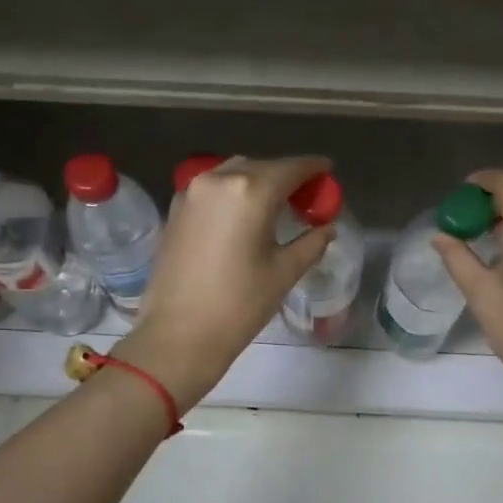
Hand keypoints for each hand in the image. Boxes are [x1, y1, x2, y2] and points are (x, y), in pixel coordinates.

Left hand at [118, 155, 332, 411]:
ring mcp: (191, 192)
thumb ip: (311, 243)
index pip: (291, 168)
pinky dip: (232, 194)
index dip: (313, 167)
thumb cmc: (239, 304)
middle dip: (285, 177)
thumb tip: (327, 228)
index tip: (328, 170)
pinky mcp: (175, 209)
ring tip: (274, 205)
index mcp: (251, 190)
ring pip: (233, 174)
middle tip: (305, 196)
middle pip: (261, 167)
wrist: (178, 334)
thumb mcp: (284, 272)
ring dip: (257, 182)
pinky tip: (242, 216)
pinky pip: (212, 189)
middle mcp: (218, 180)